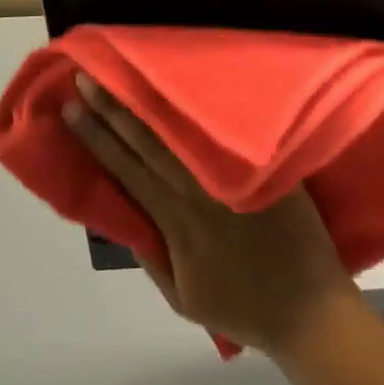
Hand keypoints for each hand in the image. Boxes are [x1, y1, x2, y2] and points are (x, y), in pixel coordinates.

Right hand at [63, 75, 360, 355]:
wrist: (310, 310)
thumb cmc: (243, 307)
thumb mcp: (183, 297)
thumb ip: (153, 257)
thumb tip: (125, 216)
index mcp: (177, 223)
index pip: (128, 170)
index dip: (98, 138)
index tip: (73, 108)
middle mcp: (200, 192)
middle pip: (149, 142)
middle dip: (115, 109)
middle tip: (89, 75)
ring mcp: (234, 177)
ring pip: (184, 132)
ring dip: (151, 103)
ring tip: (128, 73)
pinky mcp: (265, 169)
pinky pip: (230, 132)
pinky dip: (207, 109)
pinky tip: (190, 84)